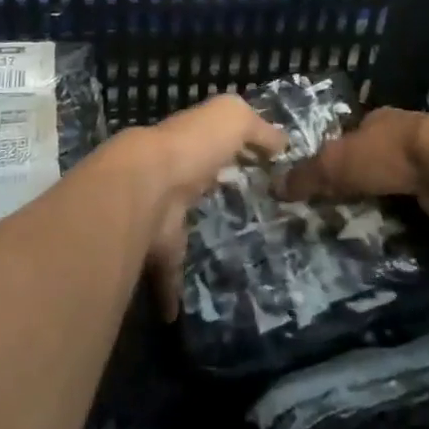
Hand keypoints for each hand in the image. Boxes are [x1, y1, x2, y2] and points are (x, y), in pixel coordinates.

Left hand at [101, 95, 287, 320]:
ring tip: (222, 262)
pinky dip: (172, 292)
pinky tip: (182, 311)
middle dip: (207, 194)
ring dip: (191, 243)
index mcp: (190, 143)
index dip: (230, 150)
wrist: (145, 187)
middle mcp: (170, 175)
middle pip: (192, 185)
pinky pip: (165, 273)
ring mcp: (158, 213)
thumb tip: (282, 141)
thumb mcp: (232, 117)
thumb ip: (257, 126)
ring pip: (176, 229)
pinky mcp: (153, 250)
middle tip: (239, 215)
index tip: (256, 169)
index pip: (210, 143)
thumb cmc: (193, 146)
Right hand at [275, 107, 428, 226]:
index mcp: (378, 121)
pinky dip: (414, 225)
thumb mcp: (337, 163)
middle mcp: (405, 138)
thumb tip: (275, 187)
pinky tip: (399, 244)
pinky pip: (424, 212)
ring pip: (401, 188)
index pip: (352, 138)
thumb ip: (309, 175)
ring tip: (366, 237)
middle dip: (363, 187)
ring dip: (390, 207)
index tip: (324, 186)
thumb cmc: (388, 155)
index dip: (337, 159)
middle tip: (341, 218)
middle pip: (377, 164)